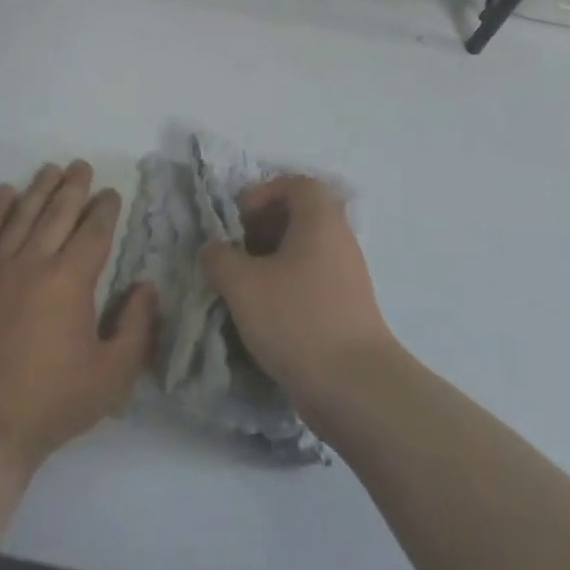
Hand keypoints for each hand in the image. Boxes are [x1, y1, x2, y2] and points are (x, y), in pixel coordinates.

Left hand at [0, 162, 155, 473]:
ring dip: (39, 188)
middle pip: (58, 211)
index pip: (94, 229)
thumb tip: (146, 286)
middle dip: (74, 186)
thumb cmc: (52, 404)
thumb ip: (137, 327)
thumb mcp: (112, 375)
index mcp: (71, 280)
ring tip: (51, 169)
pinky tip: (4, 193)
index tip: (111, 193)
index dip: (105, 207)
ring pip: (22, 215)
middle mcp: (34, 262)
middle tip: (82, 166)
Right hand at [199, 175, 396, 424]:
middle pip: (302, 214)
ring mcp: (348, 273)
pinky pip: (315, 277)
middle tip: (238, 250)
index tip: (239, 219)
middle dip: (265, 226)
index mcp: (320, 219)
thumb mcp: (244, 286)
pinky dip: (289, 283)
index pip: (296, 183)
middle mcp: (339, 238)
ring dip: (274, 258)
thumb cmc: (297, 320)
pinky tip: (267, 313)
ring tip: (246, 284)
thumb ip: (220, 259)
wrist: (355, 386)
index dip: (264, 193)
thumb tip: (213, 248)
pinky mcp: (350, 306)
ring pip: (307, 249)